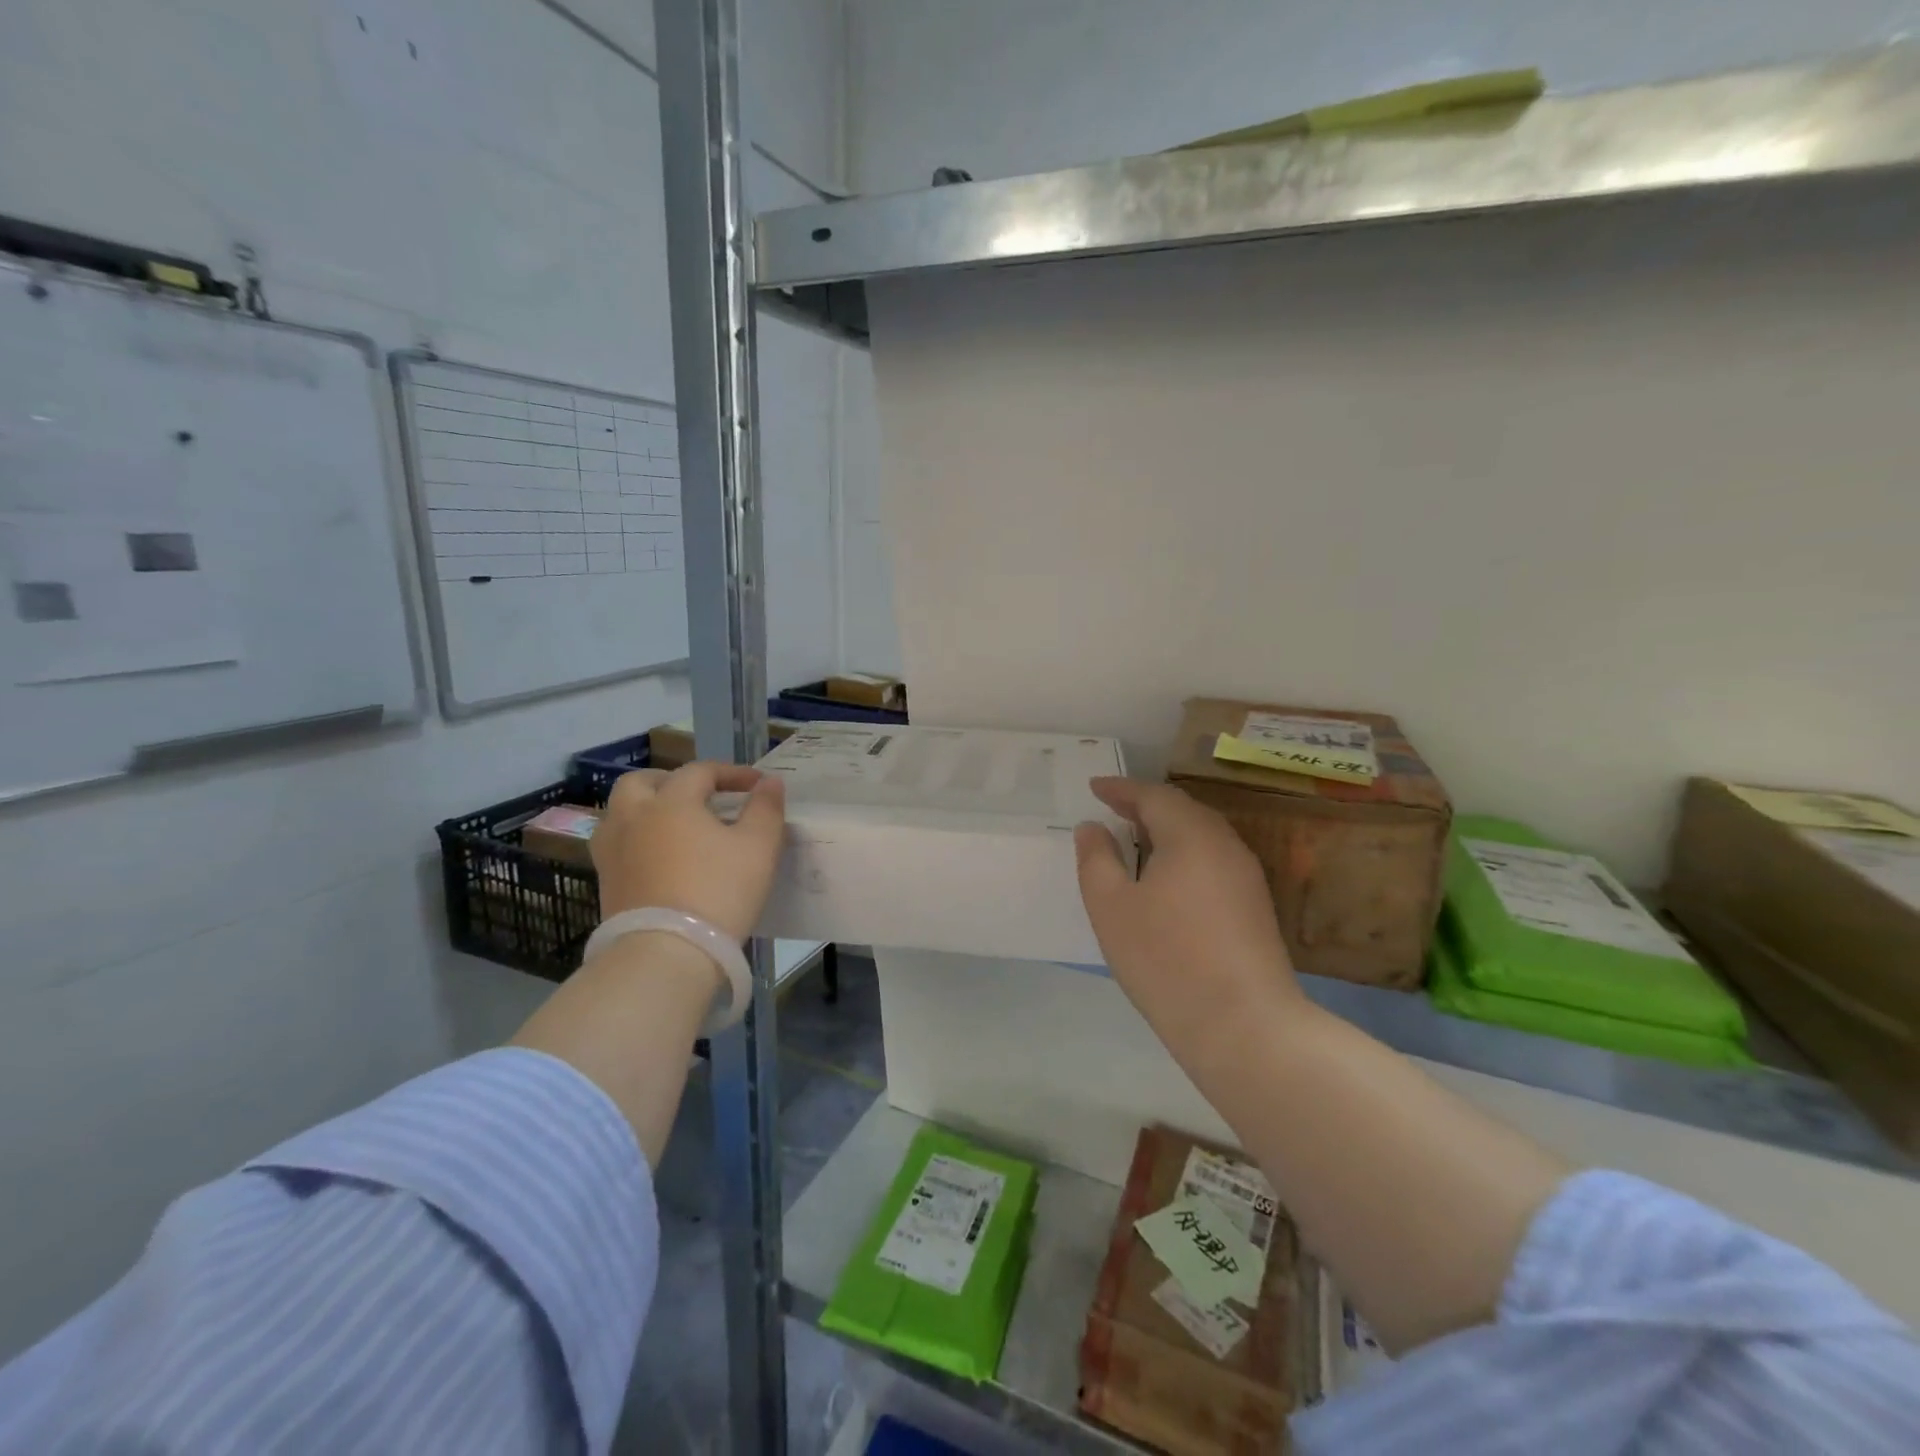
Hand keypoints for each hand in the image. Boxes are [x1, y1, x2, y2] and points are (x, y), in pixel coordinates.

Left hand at [591, 762, 786, 940]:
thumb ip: (766, 809)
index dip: (731, 773)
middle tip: (698, 795)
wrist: (666, 953)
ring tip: (673, 825)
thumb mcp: (759, 847)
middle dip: (670, 781)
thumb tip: (769, 782)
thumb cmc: (719, 892)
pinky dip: (637, 840)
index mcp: (671, 802)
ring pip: (620, 813)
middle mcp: (634, 818)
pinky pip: (617, 846)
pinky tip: (659, 858)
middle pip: (641, 782)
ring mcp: (612, 852)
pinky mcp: (606, 884)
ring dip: (645, 809)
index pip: (700, 771)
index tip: (757, 785)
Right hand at [1074, 777, 1303, 1063]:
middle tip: (1114, 808)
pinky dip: (1185, 854)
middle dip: (1146, 805)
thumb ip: (1096, 858)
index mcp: (1191, 835)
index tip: (1094, 787)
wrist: (1243, 1026)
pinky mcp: (1256, 906)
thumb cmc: (1166, 959)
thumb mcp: (1111, 906)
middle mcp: (1225, 845)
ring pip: (1202, 836)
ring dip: (1167, 830)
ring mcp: (1247, 876)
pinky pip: (1213, 860)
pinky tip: (1168, 878)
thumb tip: (1092, 827)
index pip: (1153, 796)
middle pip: (1183, 810)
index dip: (1121, 788)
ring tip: (1136, 839)